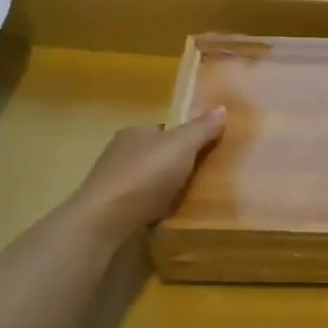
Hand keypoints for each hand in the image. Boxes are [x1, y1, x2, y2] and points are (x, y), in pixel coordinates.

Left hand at [71, 109, 225, 238]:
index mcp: (135, 132)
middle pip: (156, 154)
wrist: (106, 220)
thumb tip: (222, 107)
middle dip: (175, 164)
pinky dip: (153, 206)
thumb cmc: (146, 175)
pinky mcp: (111, 208)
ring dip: (164, 187)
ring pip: (147, 180)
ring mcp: (113, 182)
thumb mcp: (182, 146)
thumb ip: (201, 129)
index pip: (164, 130)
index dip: (184, 138)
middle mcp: (120, 152)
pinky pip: (140, 202)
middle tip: (203, 176)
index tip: (205, 150)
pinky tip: (166, 215)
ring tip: (189, 198)